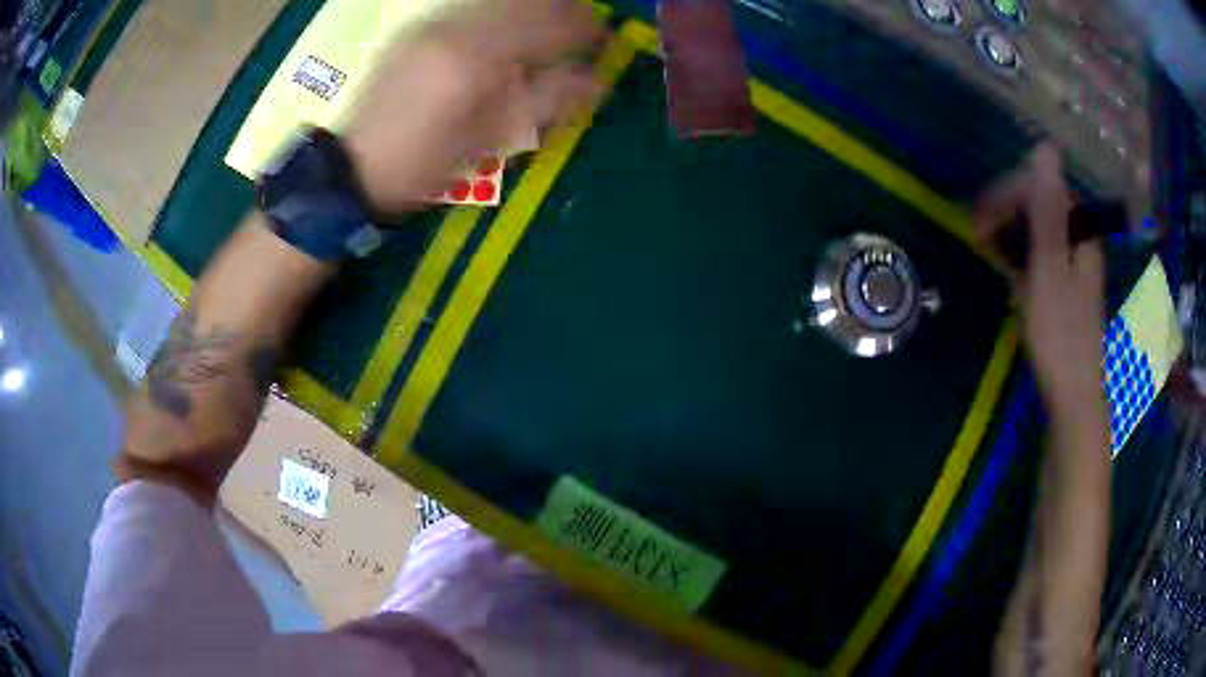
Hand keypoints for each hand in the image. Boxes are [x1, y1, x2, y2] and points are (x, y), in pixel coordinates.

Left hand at [343, 0, 602, 214]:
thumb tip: (598, 82)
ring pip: (498, 0)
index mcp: (475, 60)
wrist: (352, 167)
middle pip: (525, 2)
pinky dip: (501, 12)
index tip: (604, 40)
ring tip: (551, 25)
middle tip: (583, 28)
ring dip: (533, 7)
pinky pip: (471, 8)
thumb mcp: (488, 142)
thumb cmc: (423, 165)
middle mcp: (455, 30)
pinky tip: (508, 30)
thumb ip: (544, 103)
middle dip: (563, 10)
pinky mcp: (418, 29)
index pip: (547, 27)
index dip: (584, 30)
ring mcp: (432, 24)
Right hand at [974, 144, 1105, 411]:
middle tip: (977, 235)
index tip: (979, 220)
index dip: (1008, 194)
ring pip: (1038, 229)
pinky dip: (1020, 255)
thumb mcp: (1050, 268)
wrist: (1074, 397)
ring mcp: (1073, 264)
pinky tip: (1007, 271)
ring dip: (1010, 232)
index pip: (1040, 186)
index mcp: (1079, 230)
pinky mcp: (1065, 286)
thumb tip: (1047, 146)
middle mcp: (1079, 239)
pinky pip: (1040, 254)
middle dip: (1006, 211)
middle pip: (1040, 204)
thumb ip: (1048, 209)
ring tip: (987, 251)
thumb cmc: (1061, 335)